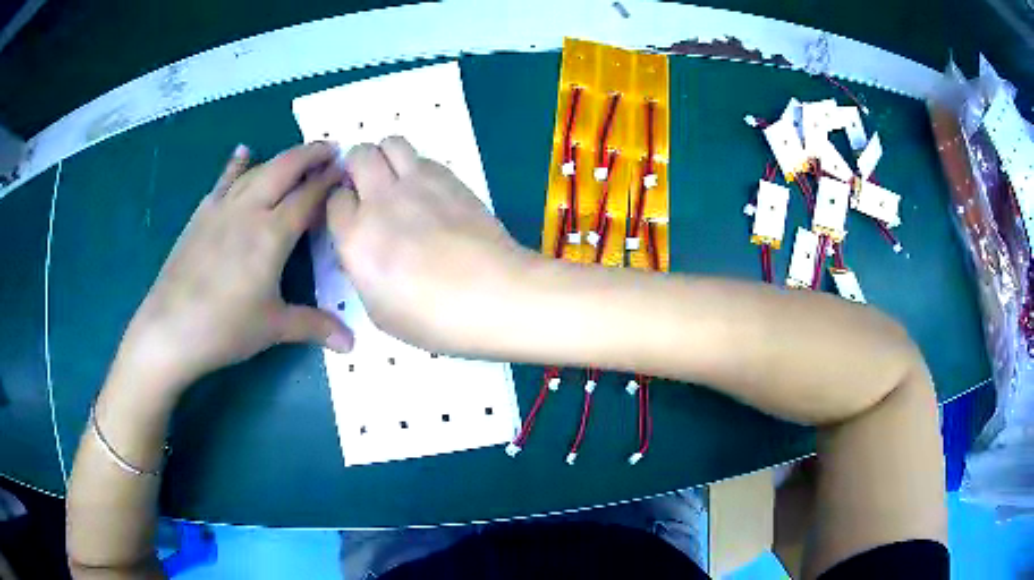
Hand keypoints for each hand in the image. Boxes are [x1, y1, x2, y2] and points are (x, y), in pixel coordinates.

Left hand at [118, 142, 353, 393]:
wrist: (169, 328)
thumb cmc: (225, 328)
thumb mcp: (274, 327)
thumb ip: (315, 326)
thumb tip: (352, 344)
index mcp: (272, 234)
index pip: (308, 196)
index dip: (330, 180)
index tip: (347, 168)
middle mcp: (249, 210)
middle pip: (284, 169)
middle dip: (311, 154)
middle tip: (331, 147)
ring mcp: (222, 208)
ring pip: (257, 170)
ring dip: (281, 158)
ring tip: (299, 154)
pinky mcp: (201, 215)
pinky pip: (224, 181)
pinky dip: (236, 165)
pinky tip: (243, 153)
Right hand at [327, 137, 534, 352]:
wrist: (495, 296)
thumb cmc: (434, 319)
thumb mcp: (379, 311)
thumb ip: (361, 272)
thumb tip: (360, 250)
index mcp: (356, 238)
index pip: (334, 200)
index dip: (342, 206)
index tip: (353, 217)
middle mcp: (381, 200)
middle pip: (358, 156)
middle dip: (357, 167)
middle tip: (369, 189)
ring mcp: (417, 184)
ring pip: (391, 143)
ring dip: (386, 156)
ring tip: (395, 180)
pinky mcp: (450, 178)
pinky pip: (423, 157)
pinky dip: (416, 166)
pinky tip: (427, 191)